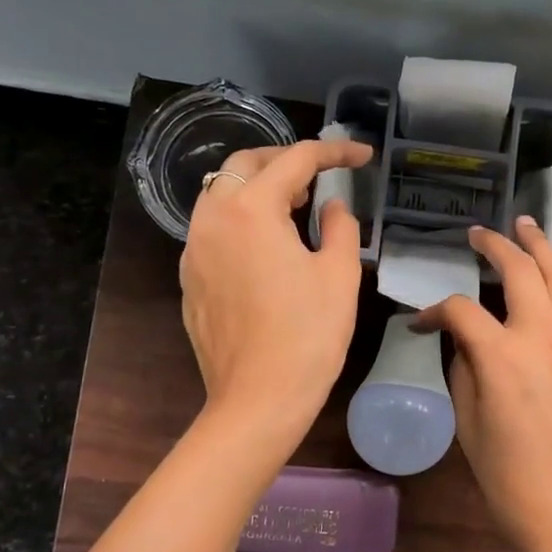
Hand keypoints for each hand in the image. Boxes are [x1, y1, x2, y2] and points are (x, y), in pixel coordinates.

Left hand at [179, 137, 372, 438]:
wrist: (258, 399)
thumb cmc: (308, 335)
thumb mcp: (339, 275)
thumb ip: (340, 226)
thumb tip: (332, 205)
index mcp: (251, 210)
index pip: (295, 161)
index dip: (334, 152)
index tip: (362, 156)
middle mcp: (212, 219)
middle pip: (245, 165)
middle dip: (285, 160)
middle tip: (320, 175)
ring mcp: (193, 250)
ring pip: (220, 193)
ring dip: (257, 187)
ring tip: (294, 207)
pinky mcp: (189, 279)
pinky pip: (212, 228)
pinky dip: (240, 219)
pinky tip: (266, 246)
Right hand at [414, 219, 551, 551]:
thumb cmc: (512, 484)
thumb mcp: (469, 429)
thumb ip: (465, 374)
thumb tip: (467, 344)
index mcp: (501, 357)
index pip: (462, 311)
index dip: (435, 311)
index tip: (421, 323)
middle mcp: (543, 337)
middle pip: (520, 272)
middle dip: (496, 246)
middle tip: (478, 234)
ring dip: (544, 248)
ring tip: (527, 227)